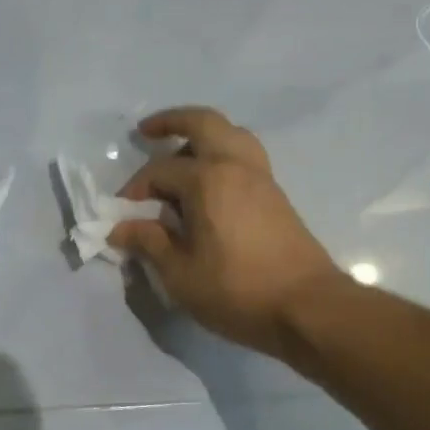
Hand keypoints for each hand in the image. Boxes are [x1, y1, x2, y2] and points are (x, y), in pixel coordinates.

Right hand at [109, 107, 343, 358]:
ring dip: (202, 135)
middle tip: (147, 130)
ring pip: (230, 134)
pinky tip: (206, 183)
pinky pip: (243, 155)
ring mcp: (260, 178)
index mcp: (208, 180)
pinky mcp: (275, 195)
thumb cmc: (237, 290)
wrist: (308, 308)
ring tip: (180, 153)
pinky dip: (221, 153)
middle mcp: (235, 166)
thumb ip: (149, 243)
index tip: (121, 216)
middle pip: (203, 123)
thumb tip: (120, 228)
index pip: (159, 171)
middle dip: (172, 121)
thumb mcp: (180, 273)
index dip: (134, 190)